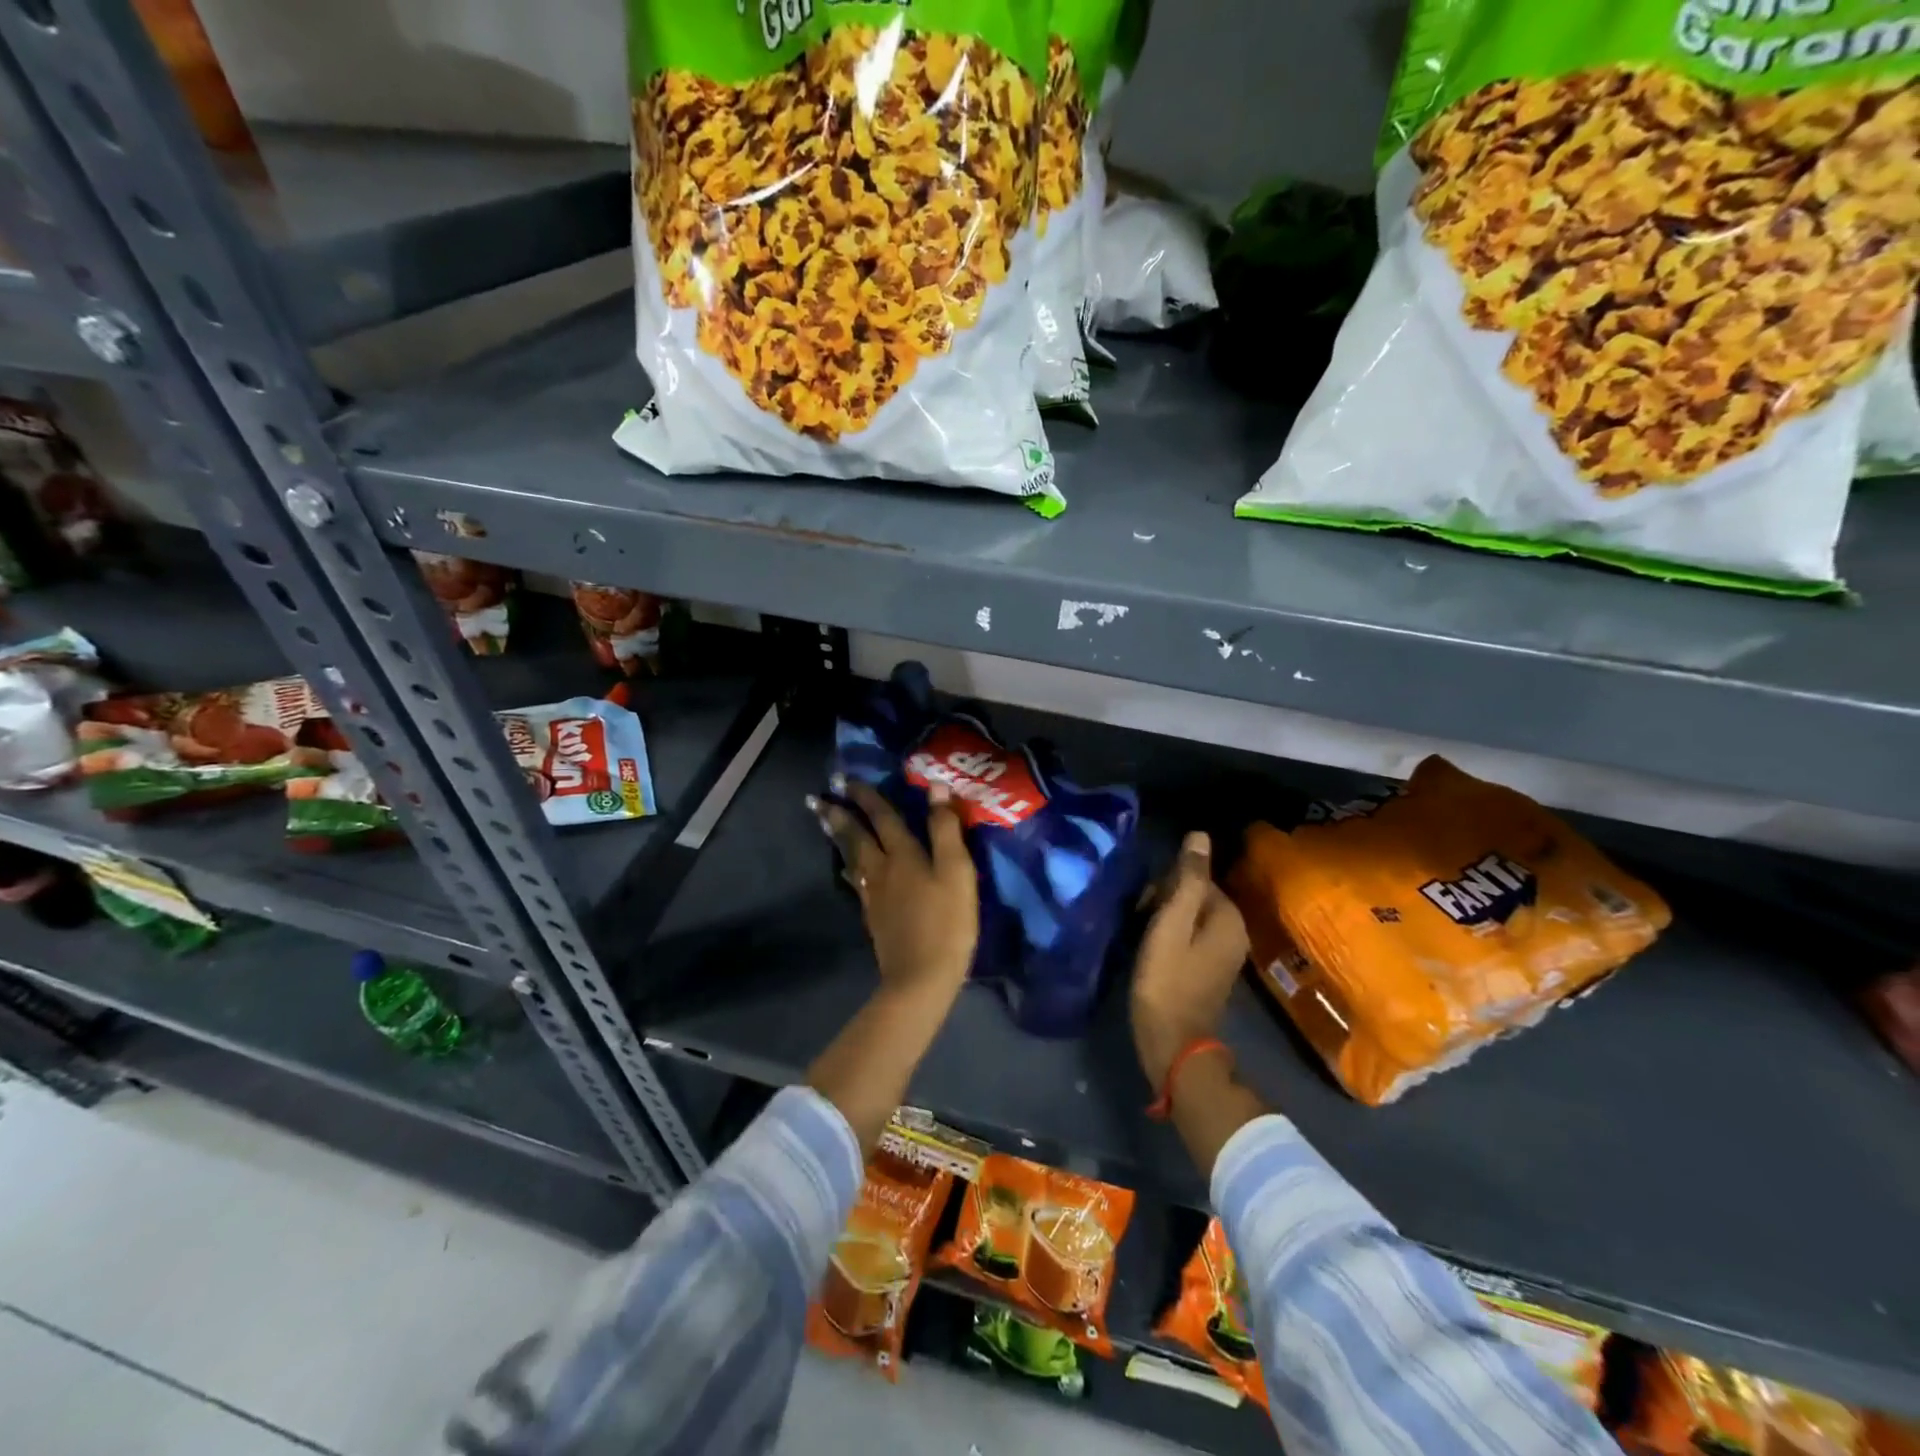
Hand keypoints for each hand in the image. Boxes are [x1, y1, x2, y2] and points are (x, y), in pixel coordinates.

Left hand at [813, 781, 977, 1004]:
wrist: (921, 977)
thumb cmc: (946, 921)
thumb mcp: (956, 871)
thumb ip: (945, 829)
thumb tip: (935, 786)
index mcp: (903, 854)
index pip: (882, 816)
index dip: (866, 795)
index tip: (845, 779)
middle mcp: (882, 869)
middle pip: (856, 835)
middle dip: (838, 813)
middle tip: (817, 798)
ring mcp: (874, 894)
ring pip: (851, 856)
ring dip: (837, 835)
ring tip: (824, 821)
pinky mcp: (873, 916)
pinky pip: (855, 880)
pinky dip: (848, 865)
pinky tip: (847, 867)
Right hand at [1130, 832, 1249, 1089]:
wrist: (1172, 1044)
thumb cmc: (1167, 981)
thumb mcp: (1170, 925)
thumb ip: (1187, 880)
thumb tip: (1200, 835)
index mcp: (1228, 917)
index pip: (1195, 877)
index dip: (1165, 886)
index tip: (1144, 907)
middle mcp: (1234, 931)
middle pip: (1194, 895)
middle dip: (1164, 902)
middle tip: (1141, 924)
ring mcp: (1224, 953)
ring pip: (1188, 916)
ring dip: (1164, 920)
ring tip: (1142, 938)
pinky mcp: (1210, 970)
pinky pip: (1189, 937)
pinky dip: (1170, 938)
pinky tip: (1152, 951)